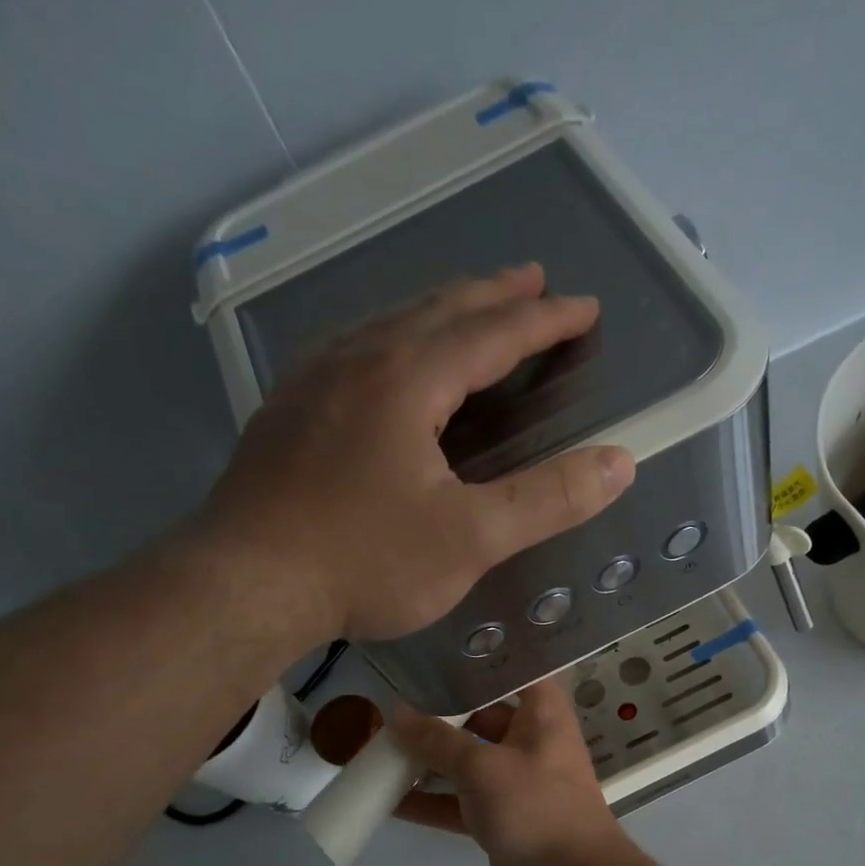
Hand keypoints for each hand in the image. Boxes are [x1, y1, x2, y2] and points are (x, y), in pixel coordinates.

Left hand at [192, 264, 634, 643]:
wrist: (244, 585)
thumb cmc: (363, 561)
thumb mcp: (471, 539)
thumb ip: (548, 499)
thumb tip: (621, 462)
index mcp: (407, 379)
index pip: (492, 332)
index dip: (545, 319)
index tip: (585, 307)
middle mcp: (358, 360)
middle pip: (438, 309)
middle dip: (493, 295)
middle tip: (533, 281)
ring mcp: (313, 383)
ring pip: (389, 323)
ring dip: (440, 310)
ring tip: (470, 309)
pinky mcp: (287, 413)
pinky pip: (353, 350)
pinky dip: (393, 338)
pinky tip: (387, 359)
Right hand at [392, 682, 637, 865]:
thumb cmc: (536, 805)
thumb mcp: (482, 767)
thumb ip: (437, 740)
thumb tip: (398, 715)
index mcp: (540, 713)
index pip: (513, 671)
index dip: (479, 660)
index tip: (438, 652)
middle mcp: (528, 739)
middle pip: (478, 716)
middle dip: (436, 716)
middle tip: (389, 707)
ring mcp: (512, 779)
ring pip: (463, 761)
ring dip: (426, 761)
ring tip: (377, 751)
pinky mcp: (498, 814)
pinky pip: (457, 800)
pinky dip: (429, 801)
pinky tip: (387, 801)